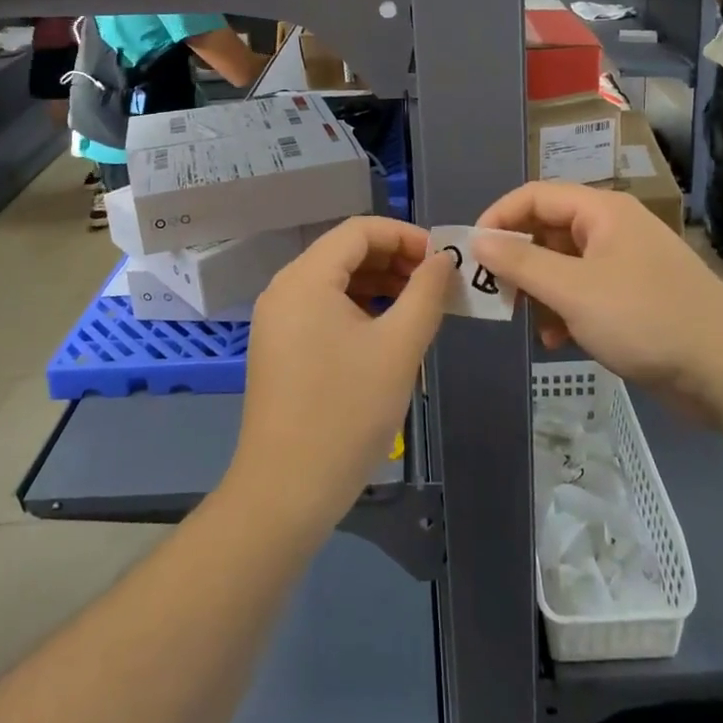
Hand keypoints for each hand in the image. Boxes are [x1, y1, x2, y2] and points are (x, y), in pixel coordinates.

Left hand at [225, 217, 453, 539]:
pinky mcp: (279, 346)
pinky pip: (322, 308)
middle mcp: (284, 288)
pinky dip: (357, 308)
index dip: (406, 235)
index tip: (443, 259)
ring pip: (335, 280)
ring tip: (419, 306)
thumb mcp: (399, 348)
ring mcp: (277, 319)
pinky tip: (386, 331)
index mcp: (306, 278)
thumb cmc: (346, 413)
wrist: (285, 492)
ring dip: (378, 284)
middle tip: (436, 284)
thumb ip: (426, 293)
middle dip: (394, 259)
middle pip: (345, 251)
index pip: (360, 230)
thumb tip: (444, 259)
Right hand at [475, 184, 722, 403]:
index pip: (535, 196)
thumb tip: (478, 241)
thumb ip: (521, 262)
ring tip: (530, 324)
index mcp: (601, 212)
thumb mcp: (572, 290)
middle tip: (496, 294)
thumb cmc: (644, 318)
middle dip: (519, 262)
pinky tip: (560, 341)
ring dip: (541, 293)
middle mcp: (613, 229)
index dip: (498, 218)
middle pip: (549, 231)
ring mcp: (626, 264)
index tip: (471, 253)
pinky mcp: (635, 298)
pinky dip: (566, 312)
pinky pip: (585, 293)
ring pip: (564, 266)